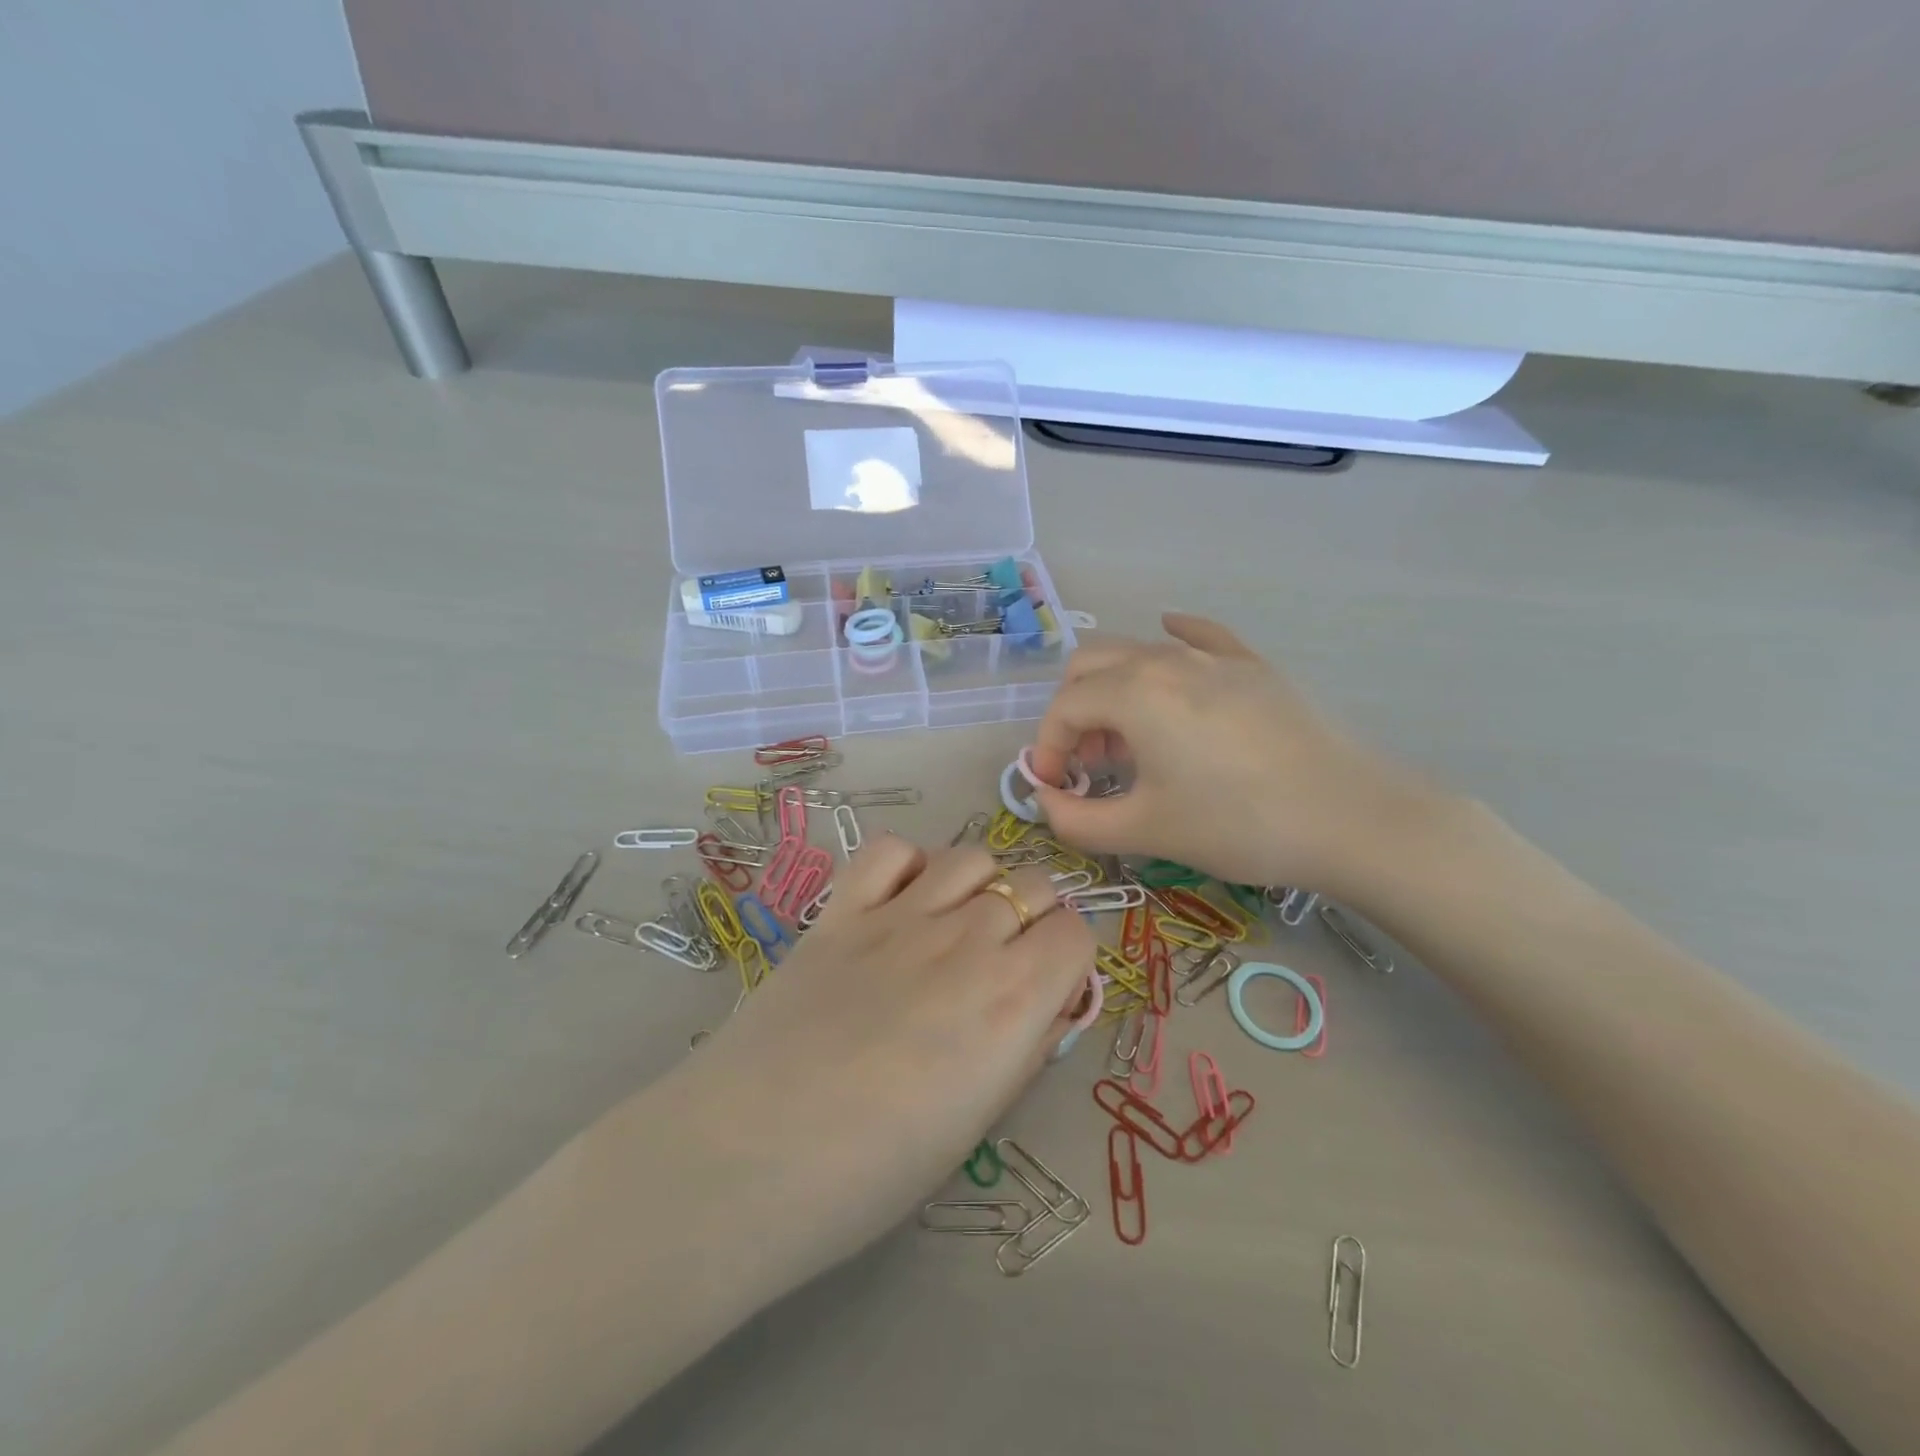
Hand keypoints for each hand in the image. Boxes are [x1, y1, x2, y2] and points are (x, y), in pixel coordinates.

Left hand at [650, 840, 1094, 1292]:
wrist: (749, 1158)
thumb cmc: (874, 1171)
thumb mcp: (977, 1122)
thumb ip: (1023, 1048)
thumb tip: (1048, 1005)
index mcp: (1013, 998)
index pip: (1077, 933)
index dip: (1068, 958)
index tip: (1049, 986)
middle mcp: (968, 940)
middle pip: (1033, 885)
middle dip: (1033, 917)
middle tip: (1004, 960)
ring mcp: (901, 915)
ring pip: (971, 857)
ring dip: (980, 885)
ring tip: (956, 926)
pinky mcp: (842, 909)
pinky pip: (891, 850)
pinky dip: (908, 865)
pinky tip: (900, 901)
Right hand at [1027, 613, 1435, 897]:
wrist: (1350, 818)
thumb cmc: (1237, 824)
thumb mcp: (1146, 830)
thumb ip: (1077, 821)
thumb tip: (1047, 803)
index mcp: (1134, 693)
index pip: (1064, 707)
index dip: (1047, 747)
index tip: (1057, 788)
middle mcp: (1166, 660)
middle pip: (1090, 665)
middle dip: (1073, 712)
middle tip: (1089, 762)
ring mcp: (1215, 657)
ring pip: (1138, 653)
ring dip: (1113, 691)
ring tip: (1129, 741)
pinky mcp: (1253, 666)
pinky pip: (1200, 637)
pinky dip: (1172, 640)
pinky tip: (1171, 641)